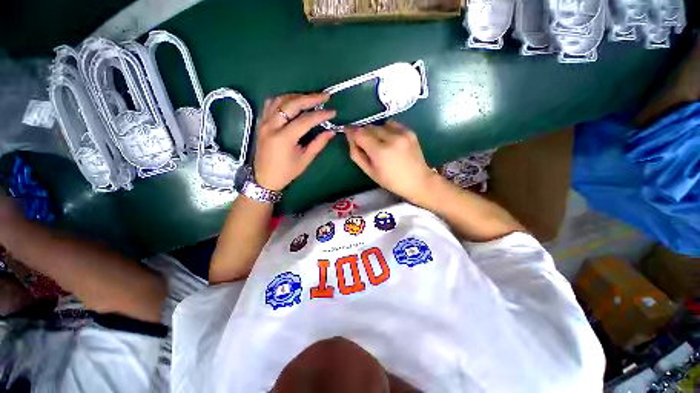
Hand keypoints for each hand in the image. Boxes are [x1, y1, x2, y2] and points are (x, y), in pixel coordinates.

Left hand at [254, 94, 336, 190]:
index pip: (305, 120)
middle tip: (324, 96)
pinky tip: (293, 102)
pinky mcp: (261, 123)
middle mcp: (272, 126)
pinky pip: (270, 104)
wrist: (265, 178)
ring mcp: (264, 122)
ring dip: (296, 96)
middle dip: (310, 98)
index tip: (333, 112)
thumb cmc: (287, 172)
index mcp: (284, 138)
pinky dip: (283, 99)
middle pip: (291, 104)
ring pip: (279, 100)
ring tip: (311, 98)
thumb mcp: (305, 159)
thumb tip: (332, 132)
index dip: (321, 115)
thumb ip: (318, 144)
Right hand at [345, 121, 435, 202]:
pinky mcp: (410, 131)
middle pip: (369, 127)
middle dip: (363, 133)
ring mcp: (402, 133)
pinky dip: (386, 130)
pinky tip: (389, 140)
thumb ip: (357, 154)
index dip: (351, 131)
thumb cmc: (391, 181)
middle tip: (364, 144)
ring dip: (375, 131)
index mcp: (380, 152)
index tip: (347, 131)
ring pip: (379, 125)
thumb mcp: (370, 172)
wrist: (418, 181)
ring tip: (379, 143)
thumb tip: (350, 138)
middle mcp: (391, 138)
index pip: (359, 133)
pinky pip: (391, 124)